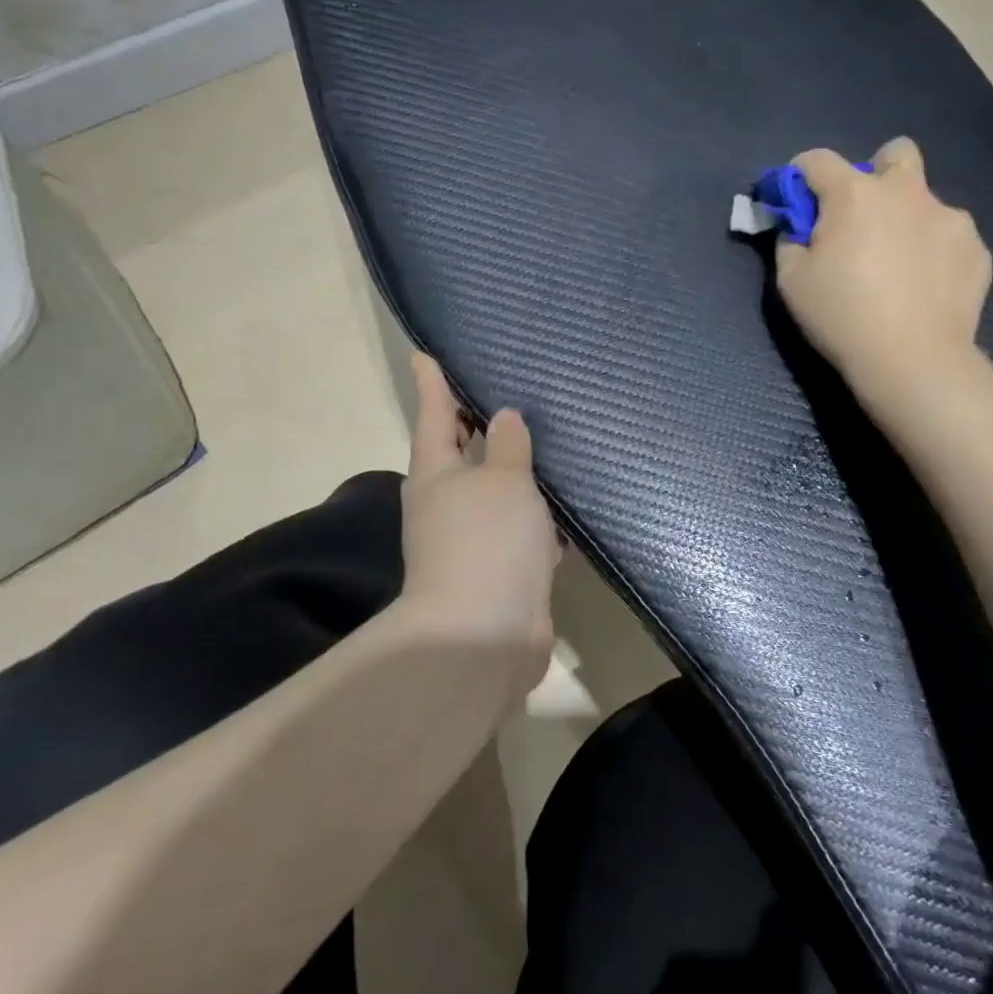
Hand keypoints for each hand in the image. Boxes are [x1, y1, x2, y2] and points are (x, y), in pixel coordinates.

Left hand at [400, 354, 559, 690]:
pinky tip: (570, 510)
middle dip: (479, 430)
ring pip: (497, 496)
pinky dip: (541, 521)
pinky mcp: (501, 574)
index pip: (435, 415)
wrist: (484, 638)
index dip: (432, 384)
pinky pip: (523, 534)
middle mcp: (447, 505)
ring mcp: (472, 543)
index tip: (423, 355)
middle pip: (462, 457)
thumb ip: (506, 446)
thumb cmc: (487, 541)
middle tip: (506, 398)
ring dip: (517, 478)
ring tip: (549, 447)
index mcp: (436, 475)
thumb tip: (502, 418)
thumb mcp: (502, 480)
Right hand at [775, 138, 992, 412]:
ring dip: (907, 218)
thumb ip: (789, 242)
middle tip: (863, 216)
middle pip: (894, 152)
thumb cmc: (842, 317)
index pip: (818, 160)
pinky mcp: (976, 248)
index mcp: (854, 194)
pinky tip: (926, 286)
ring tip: (899, 265)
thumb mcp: (791, 282)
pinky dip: (934, 250)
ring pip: (925, 199)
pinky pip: (949, 235)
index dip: (800, 174)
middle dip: (876, 171)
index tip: (796, 198)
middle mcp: (906, 192)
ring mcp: (949, 217)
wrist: (913, 360)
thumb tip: (798, 229)